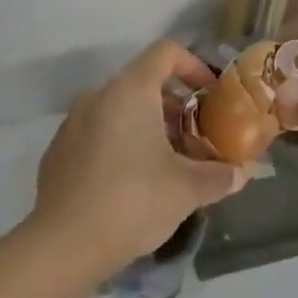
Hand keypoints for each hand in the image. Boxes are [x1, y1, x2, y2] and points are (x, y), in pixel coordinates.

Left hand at [31, 41, 244, 281]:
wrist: (64, 245)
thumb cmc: (133, 201)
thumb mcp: (187, 189)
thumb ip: (219, 176)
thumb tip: (239, 175)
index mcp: (129, 90)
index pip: (165, 52)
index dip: (193, 66)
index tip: (211, 95)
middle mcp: (98, 96)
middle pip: (143, 84)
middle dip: (175, 108)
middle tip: (197, 140)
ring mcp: (72, 123)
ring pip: (119, 111)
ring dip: (149, 128)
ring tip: (170, 165)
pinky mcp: (58, 152)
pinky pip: (98, 134)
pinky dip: (121, 145)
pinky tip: (133, 184)